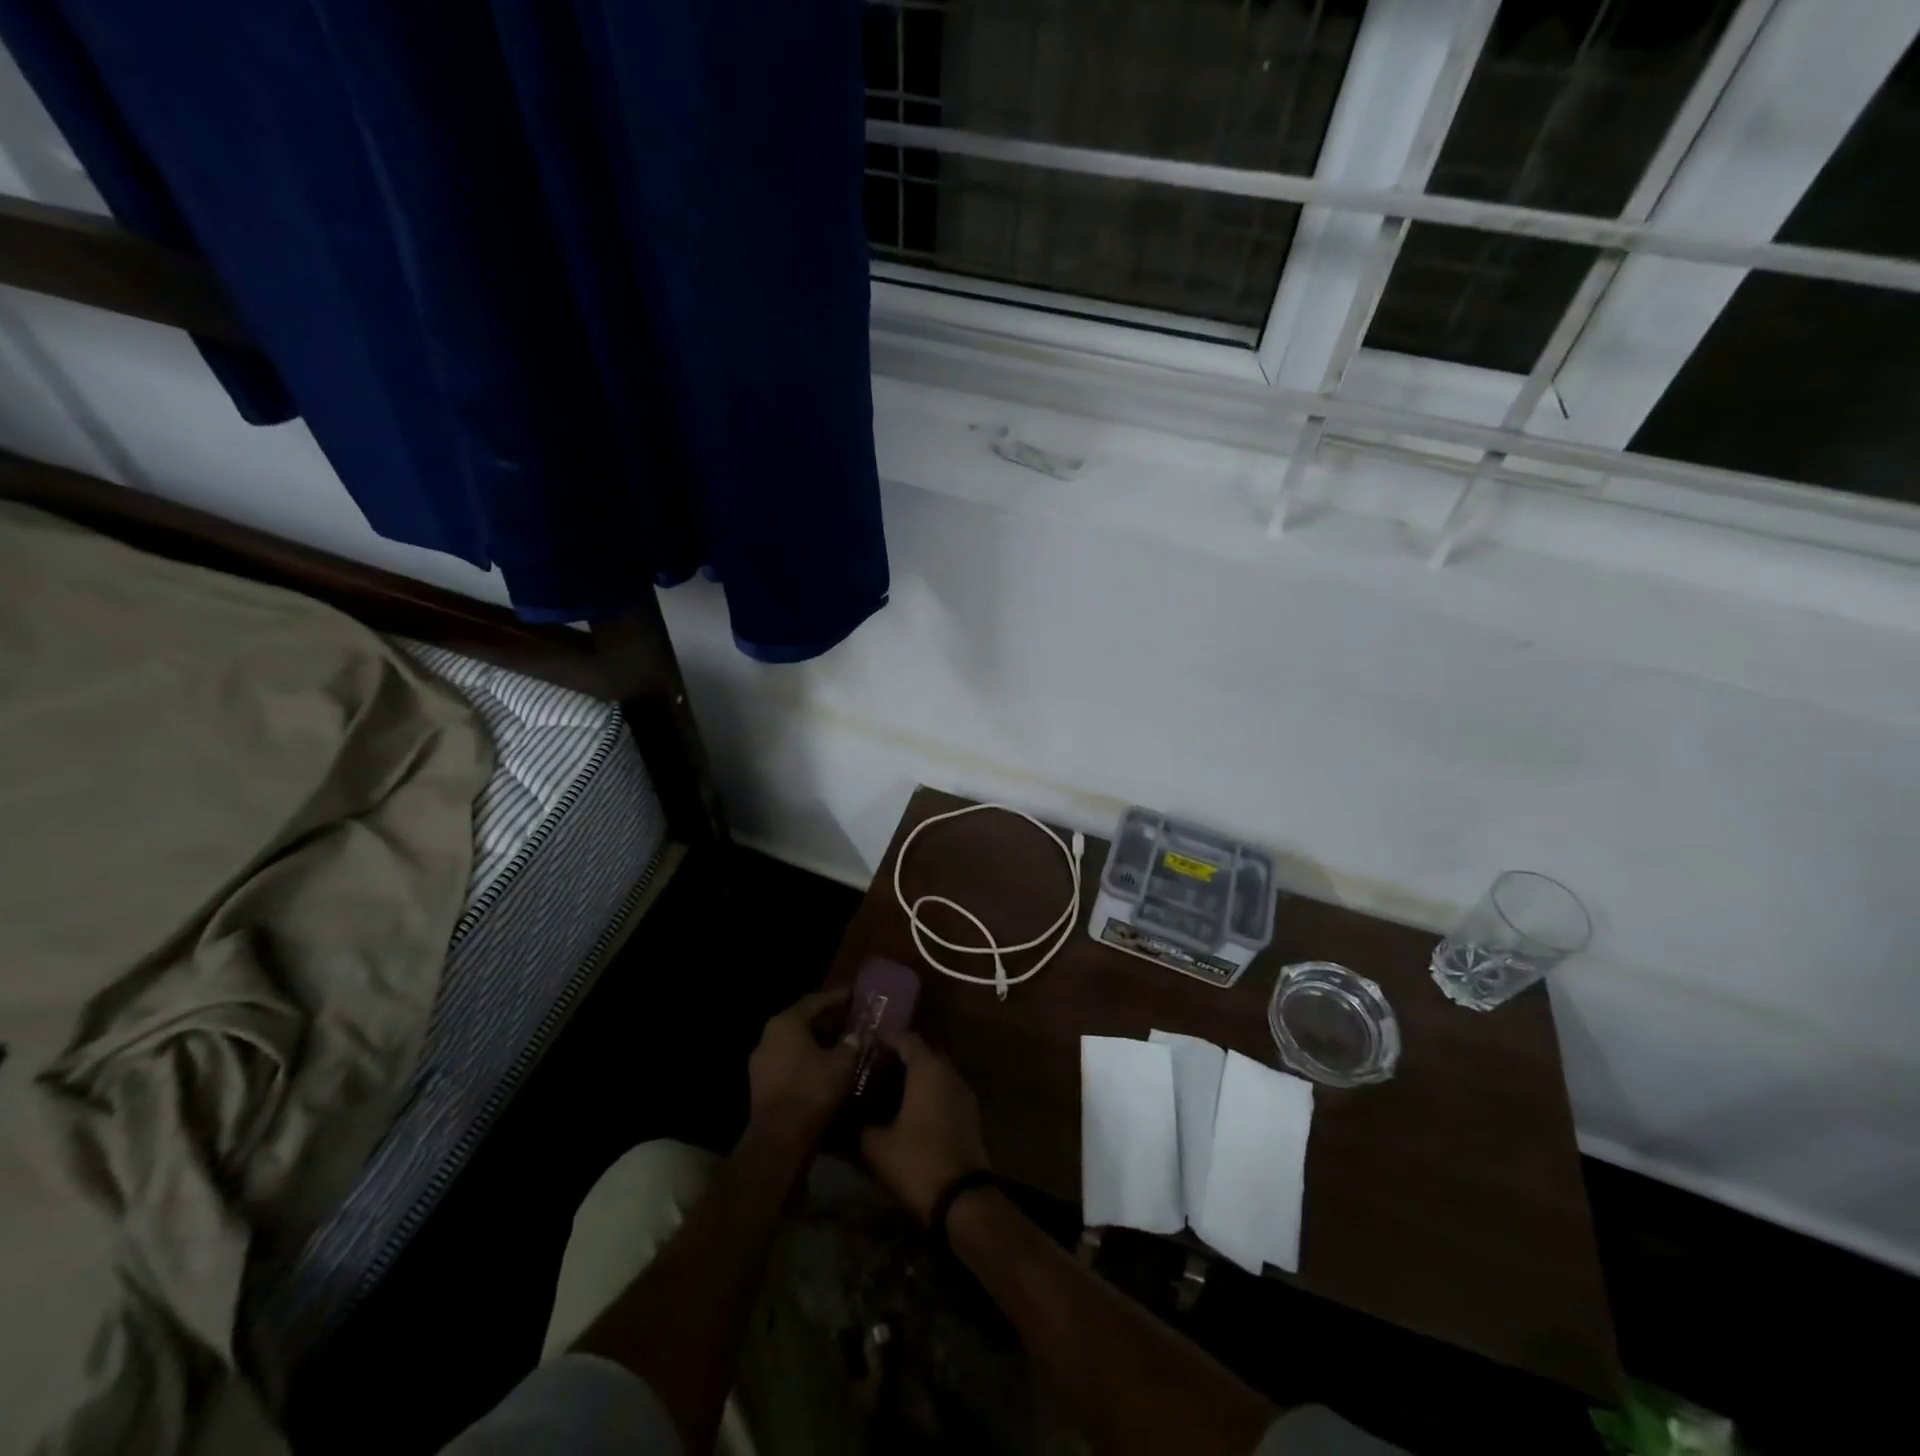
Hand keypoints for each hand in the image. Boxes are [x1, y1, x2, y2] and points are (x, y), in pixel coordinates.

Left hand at [746, 989, 859, 1156]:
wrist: (778, 1141)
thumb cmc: (811, 1092)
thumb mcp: (842, 1063)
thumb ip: (852, 1043)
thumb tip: (858, 1035)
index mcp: (786, 1023)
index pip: (814, 1001)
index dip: (836, 997)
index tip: (854, 995)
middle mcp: (768, 1036)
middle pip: (802, 1021)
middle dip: (827, 1020)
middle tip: (850, 1020)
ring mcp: (761, 1062)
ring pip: (794, 1043)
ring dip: (817, 1042)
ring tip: (842, 1044)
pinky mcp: (761, 1084)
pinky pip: (788, 1061)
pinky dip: (807, 1059)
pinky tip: (826, 1067)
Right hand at [860, 1031, 989, 1223]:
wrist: (962, 1198)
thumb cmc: (916, 1162)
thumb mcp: (876, 1146)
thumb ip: (859, 1125)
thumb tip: (845, 1117)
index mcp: (928, 1069)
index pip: (907, 1038)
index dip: (886, 1039)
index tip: (866, 1047)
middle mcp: (949, 1072)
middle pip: (924, 1051)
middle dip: (901, 1056)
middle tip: (875, 1068)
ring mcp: (963, 1091)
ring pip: (937, 1070)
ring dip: (917, 1074)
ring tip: (889, 1089)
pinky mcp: (970, 1112)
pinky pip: (946, 1088)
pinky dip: (929, 1090)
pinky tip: (910, 1109)